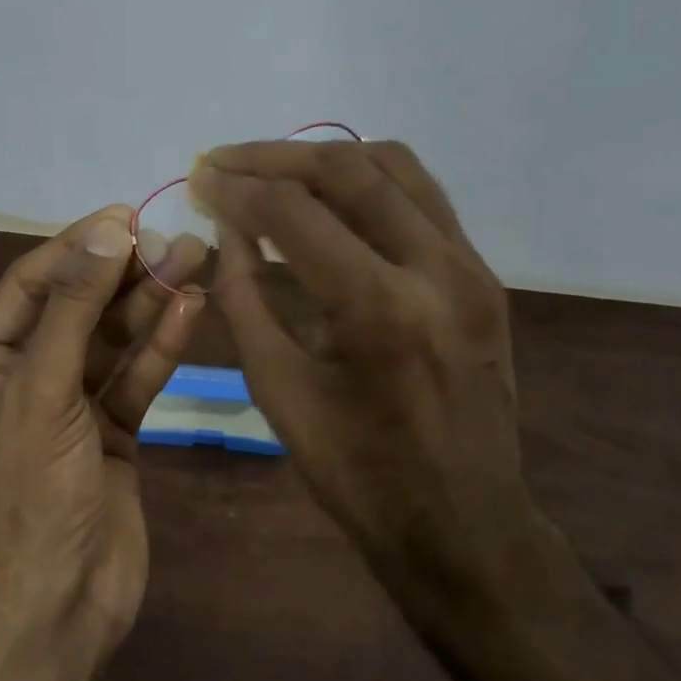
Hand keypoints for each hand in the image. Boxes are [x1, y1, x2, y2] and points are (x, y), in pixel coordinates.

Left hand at [0, 207, 208, 650]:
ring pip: (111, 340)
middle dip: (123, 273)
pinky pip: (133, 377)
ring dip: (149, 303)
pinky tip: (189, 309)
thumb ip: (74, 306)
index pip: (31, 284)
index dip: (78, 247)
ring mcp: (68, 406)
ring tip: (194, 259)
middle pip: (76, 307)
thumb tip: (106, 229)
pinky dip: (159, 346)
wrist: (57, 607)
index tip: (127, 216)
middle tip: (174, 237)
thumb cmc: (30, 491)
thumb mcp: (43, 388)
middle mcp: (20, 377)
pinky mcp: (109, 432)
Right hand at [189, 141, 539, 633]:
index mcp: (379, 309)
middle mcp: (436, 269)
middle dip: (274, 157)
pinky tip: (329, 195)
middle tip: (225, 161)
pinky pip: (421, 197)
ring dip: (325, 158)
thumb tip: (227, 226)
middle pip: (348, 169)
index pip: (294, 213)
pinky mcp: (482, 274)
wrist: (463, 524)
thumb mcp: (277, 389)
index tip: (198, 177)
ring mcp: (470, 266)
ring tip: (272, 172)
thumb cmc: (357, 473)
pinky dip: (368, 181)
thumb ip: (244, 296)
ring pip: (395, 166)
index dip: (237, 188)